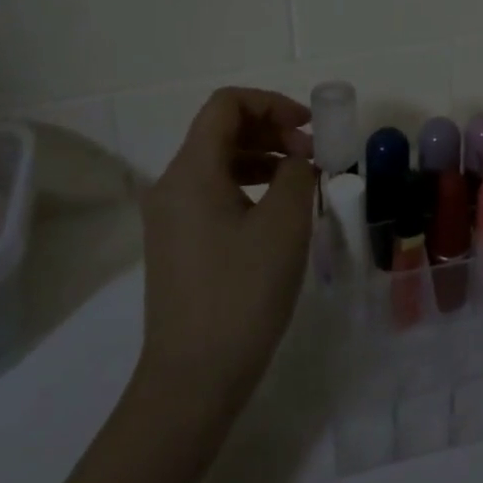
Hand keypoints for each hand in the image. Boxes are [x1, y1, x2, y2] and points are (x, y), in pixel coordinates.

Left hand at [134, 88, 316, 405]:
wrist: (193, 379)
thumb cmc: (242, 293)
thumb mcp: (284, 223)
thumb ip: (296, 172)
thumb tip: (297, 159)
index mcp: (191, 172)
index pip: (226, 104)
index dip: (272, 103)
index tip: (308, 127)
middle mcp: (171, 185)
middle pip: (221, 129)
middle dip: (271, 129)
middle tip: (311, 154)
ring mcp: (170, 217)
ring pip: (219, 161)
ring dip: (264, 156)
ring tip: (302, 180)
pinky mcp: (178, 243)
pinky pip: (214, 191)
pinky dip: (249, 184)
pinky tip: (278, 210)